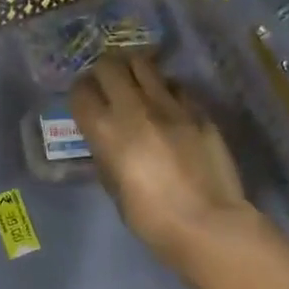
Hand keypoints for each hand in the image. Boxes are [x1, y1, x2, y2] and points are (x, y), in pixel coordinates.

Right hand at [69, 54, 261, 271]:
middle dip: (104, 73)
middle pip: (109, 66)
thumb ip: (107, 155)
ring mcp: (170, 105)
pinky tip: (169, 105)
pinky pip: (175, 85)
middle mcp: (134, 108)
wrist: (209, 224)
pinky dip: (166, 89)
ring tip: (137, 85)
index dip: (80, 94)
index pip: (81, 92)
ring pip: (144, 64)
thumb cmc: (152, 219)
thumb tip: (107, 140)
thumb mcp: (115, 189)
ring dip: (134, 71)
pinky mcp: (198, 110)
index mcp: (106, 131)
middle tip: (108, 87)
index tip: (85, 103)